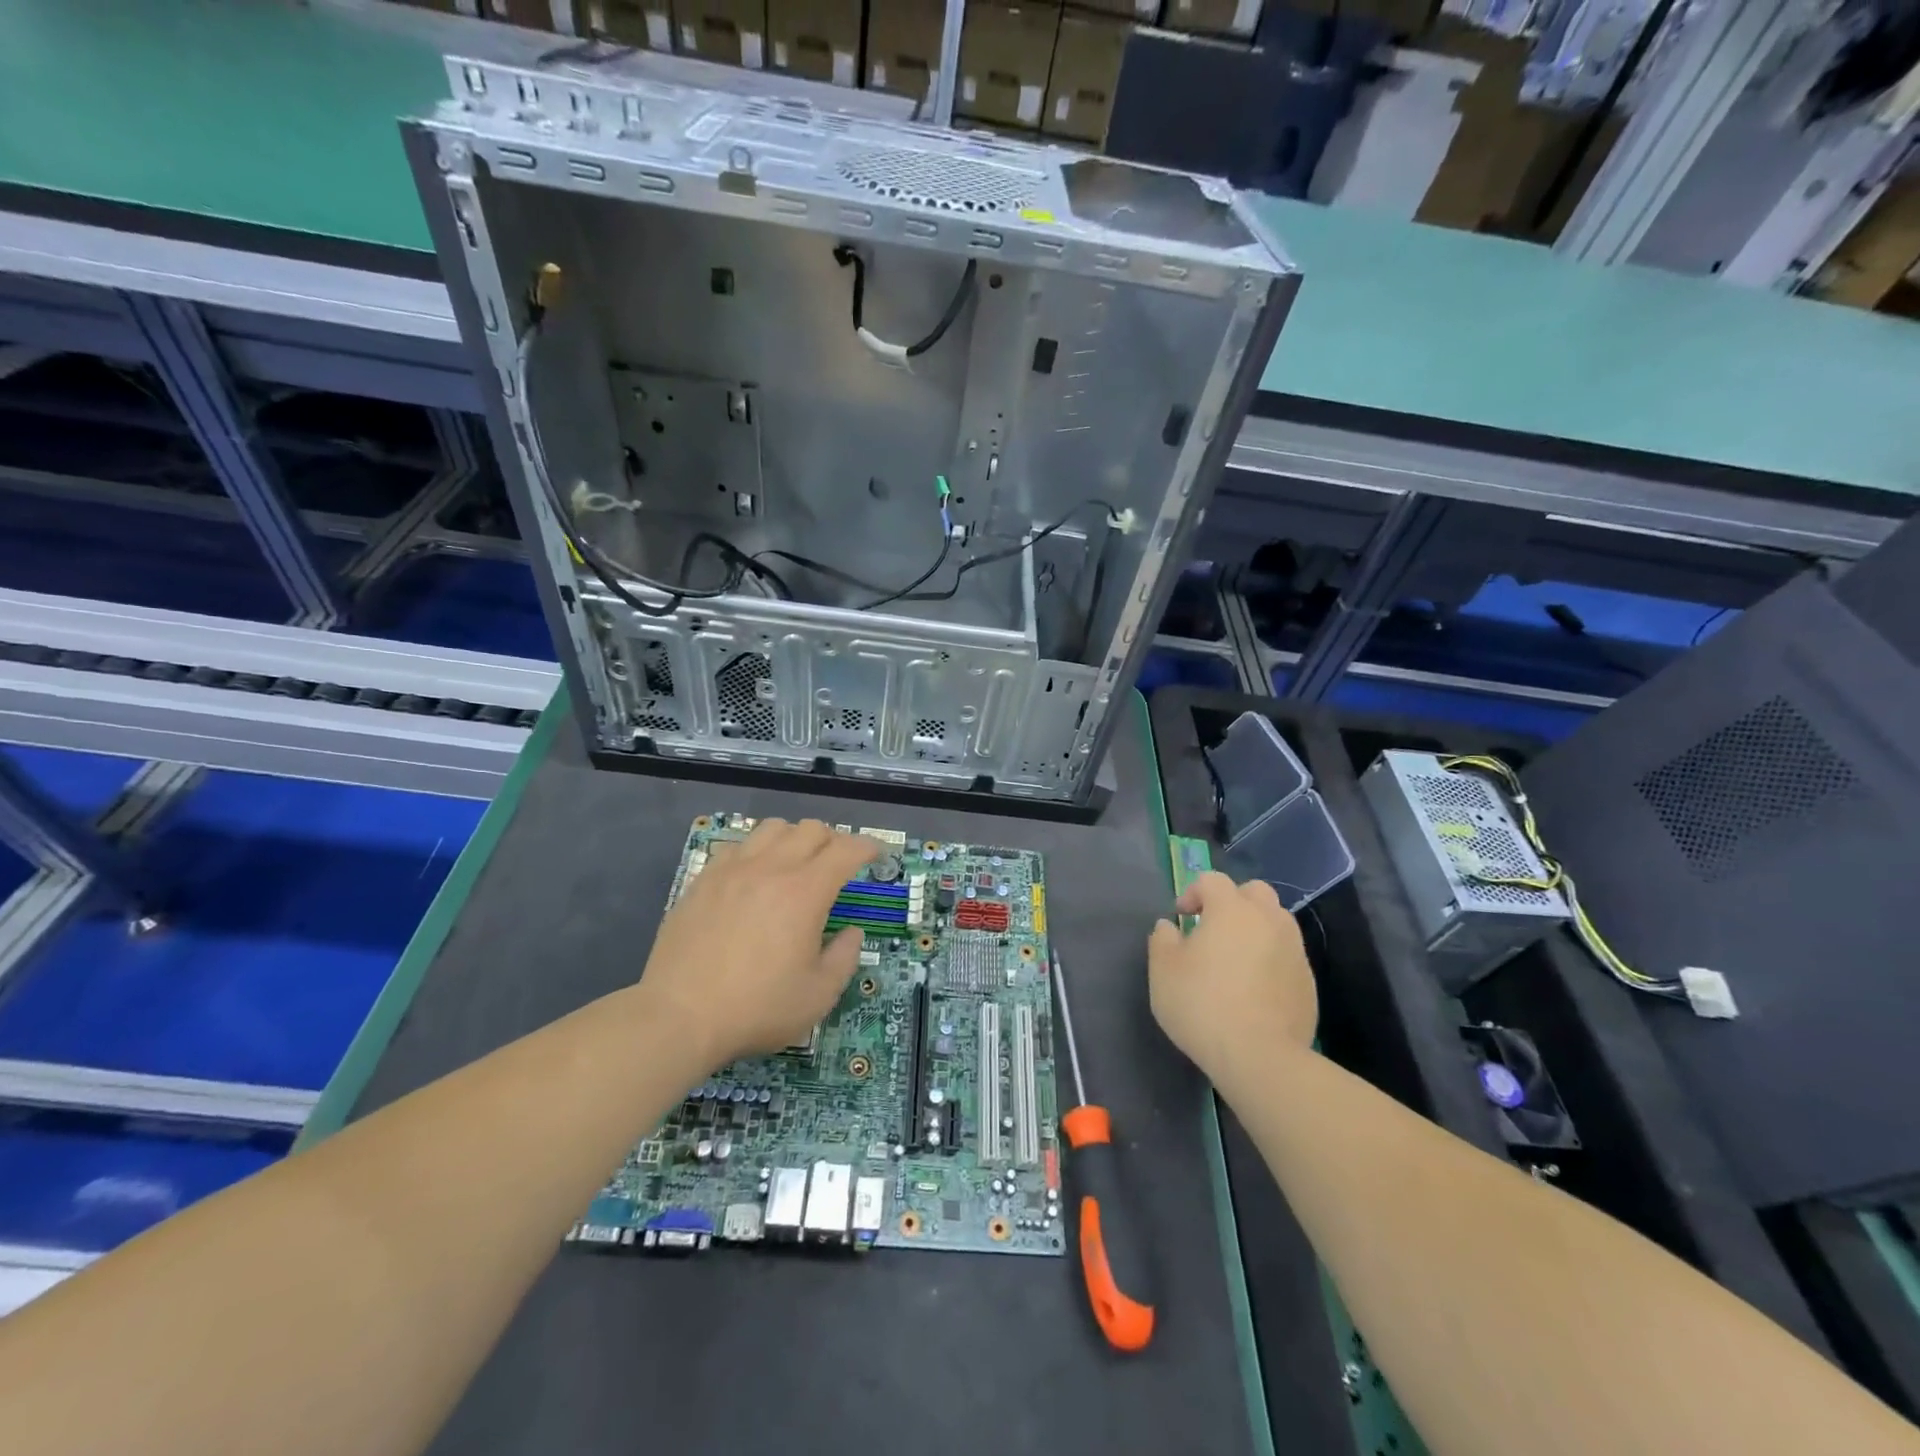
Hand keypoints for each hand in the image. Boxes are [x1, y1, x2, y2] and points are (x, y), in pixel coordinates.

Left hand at [638, 819, 879, 1069]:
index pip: (846, 849)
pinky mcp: (703, 880)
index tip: (876, 856)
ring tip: (795, 864)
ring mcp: (733, 870)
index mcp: (805, 891)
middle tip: (837, 865)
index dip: (867, 847)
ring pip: (772, 828)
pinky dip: (756, 851)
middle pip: (811, 829)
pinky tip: (753, 876)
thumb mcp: (818, 995)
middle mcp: (771, 868)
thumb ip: (844, 957)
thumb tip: (850, 932)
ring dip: (794, 838)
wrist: (679, 1016)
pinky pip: (737, 845)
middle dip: (833, 840)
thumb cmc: (757, 1008)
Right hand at [1148, 872, 1315, 1077]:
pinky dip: (1270, 959)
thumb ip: (1162, 940)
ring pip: (1276, 922)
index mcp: (1232, 910)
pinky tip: (1254, 988)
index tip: (1181, 918)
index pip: (1212, 880)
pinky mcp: (1308, 982)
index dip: (1193, 892)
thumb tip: (1169, 926)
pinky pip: (1287, 956)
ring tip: (1235, 958)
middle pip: (1254, 892)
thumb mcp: (1163, 971)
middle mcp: (1268, 920)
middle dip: (1233, 901)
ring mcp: (1294, 951)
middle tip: (1213, 929)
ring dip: (1255, 928)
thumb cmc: (1202, 1005)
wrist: (1260, 1057)